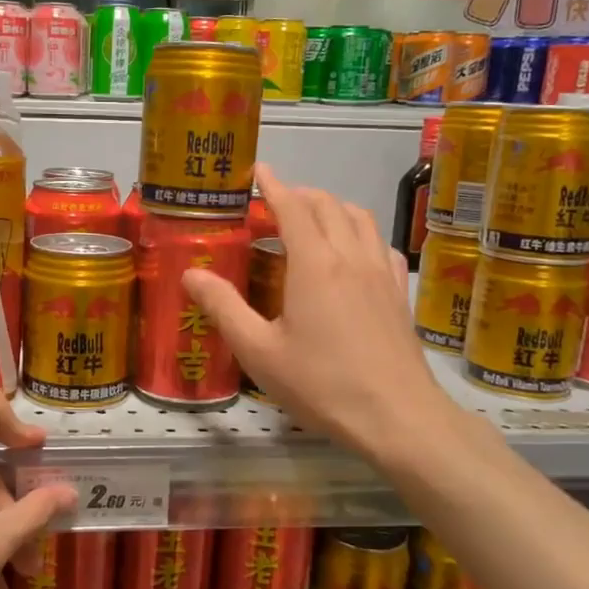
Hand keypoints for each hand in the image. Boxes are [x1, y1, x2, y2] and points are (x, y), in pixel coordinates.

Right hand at [183, 164, 450, 462]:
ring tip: (311, 220)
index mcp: (315, 264)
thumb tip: (190, 274)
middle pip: (328, 205)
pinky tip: (352, 253)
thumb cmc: (321, 384)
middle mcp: (351, 256)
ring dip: (332, 207)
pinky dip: (361, 232)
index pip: (293, 207)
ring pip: (360, 218)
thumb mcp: (259, 351)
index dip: (273, 185)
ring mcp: (380, 272)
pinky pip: (381, 244)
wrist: (396, 417)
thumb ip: (223, 307)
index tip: (258, 171)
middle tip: (274, 203)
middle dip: (300, 194)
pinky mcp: (398, 292)